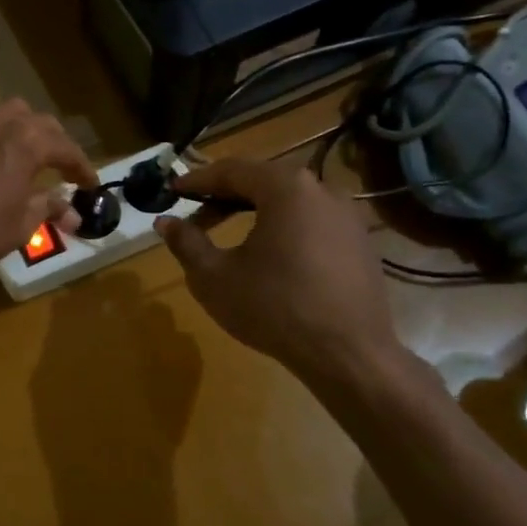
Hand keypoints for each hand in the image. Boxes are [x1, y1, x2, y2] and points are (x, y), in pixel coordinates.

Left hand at [0, 100, 101, 283]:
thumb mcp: (21, 225)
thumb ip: (48, 209)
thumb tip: (72, 213)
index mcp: (28, 143)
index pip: (67, 149)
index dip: (82, 168)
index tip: (89, 185)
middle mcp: (2, 123)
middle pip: (41, 123)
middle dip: (57, 144)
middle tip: (62, 169)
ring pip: (8, 112)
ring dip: (24, 128)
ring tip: (27, 151)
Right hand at [155, 157, 408, 393]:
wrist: (348, 355)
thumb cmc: (274, 308)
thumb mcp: (214, 277)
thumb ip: (187, 243)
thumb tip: (165, 222)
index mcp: (286, 188)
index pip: (232, 170)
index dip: (197, 180)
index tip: (172, 191)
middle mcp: (322, 190)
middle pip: (263, 182)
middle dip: (225, 197)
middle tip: (196, 217)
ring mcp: (348, 216)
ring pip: (289, 202)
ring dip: (255, 212)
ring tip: (229, 236)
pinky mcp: (361, 243)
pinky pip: (312, 223)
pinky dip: (283, 228)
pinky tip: (269, 256)